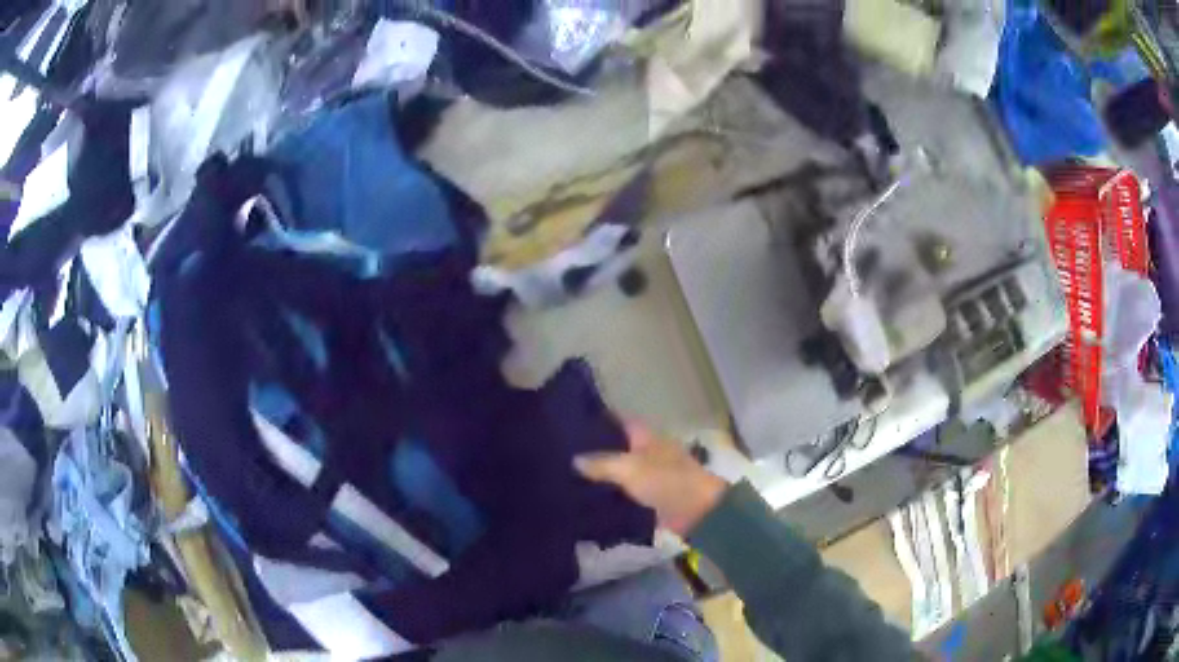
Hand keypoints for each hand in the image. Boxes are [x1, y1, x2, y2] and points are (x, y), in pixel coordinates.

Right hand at [574, 423, 727, 535]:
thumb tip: (574, 459)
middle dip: (592, 451)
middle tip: (559, 455)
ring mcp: (647, 476)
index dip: (597, 419)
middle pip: (615, 447)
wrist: (697, 512)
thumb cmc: (667, 481)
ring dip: (597, 477)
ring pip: (616, 472)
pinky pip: (621, 495)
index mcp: (645, 437)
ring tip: (564, 479)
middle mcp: (645, 452)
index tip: (569, 423)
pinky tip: (583, 502)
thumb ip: (601, 463)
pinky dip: (606, 497)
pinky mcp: (647, 499)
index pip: (618, 421)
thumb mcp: (630, 468)